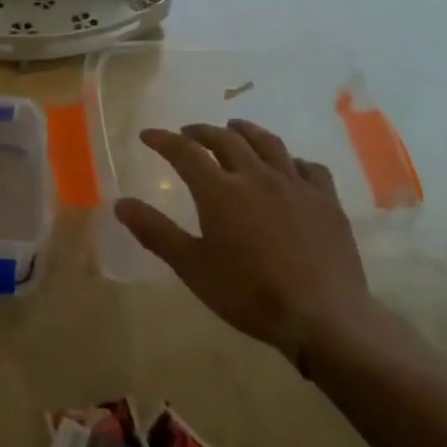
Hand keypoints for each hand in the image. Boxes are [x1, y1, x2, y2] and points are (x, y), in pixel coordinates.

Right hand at [115, 120, 371, 361]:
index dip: (163, 140)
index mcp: (220, 191)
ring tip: (234, 129)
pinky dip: (289, 159)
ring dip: (245, 132)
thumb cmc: (250, 294)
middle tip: (188, 133)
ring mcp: (296, 185)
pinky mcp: (326, 200)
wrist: (324, 317)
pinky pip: (308, 166)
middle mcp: (257, 176)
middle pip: (226, 139)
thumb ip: (155, 232)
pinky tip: (287, 167)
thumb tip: (120, 203)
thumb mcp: (192, 267)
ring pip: (268, 143)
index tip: (148, 135)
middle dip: (202, 132)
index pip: (185, 152)